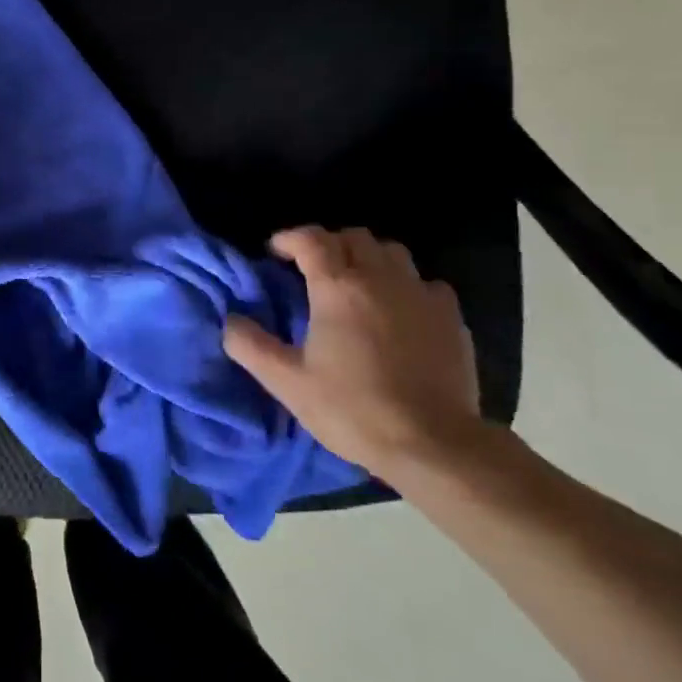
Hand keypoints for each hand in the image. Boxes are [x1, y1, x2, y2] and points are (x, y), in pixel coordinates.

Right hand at [223, 226, 483, 480]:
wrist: (434, 445)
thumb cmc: (353, 410)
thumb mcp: (288, 383)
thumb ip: (251, 346)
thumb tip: (230, 321)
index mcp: (337, 287)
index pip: (311, 239)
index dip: (289, 238)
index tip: (275, 252)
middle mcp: (380, 278)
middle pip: (353, 237)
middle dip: (329, 244)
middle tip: (313, 268)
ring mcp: (421, 294)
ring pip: (392, 252)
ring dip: (369, 258)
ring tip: (358, 283)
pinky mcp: (451, 317)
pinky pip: (426, 283)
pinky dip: (407, 286)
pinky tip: (401, 310)